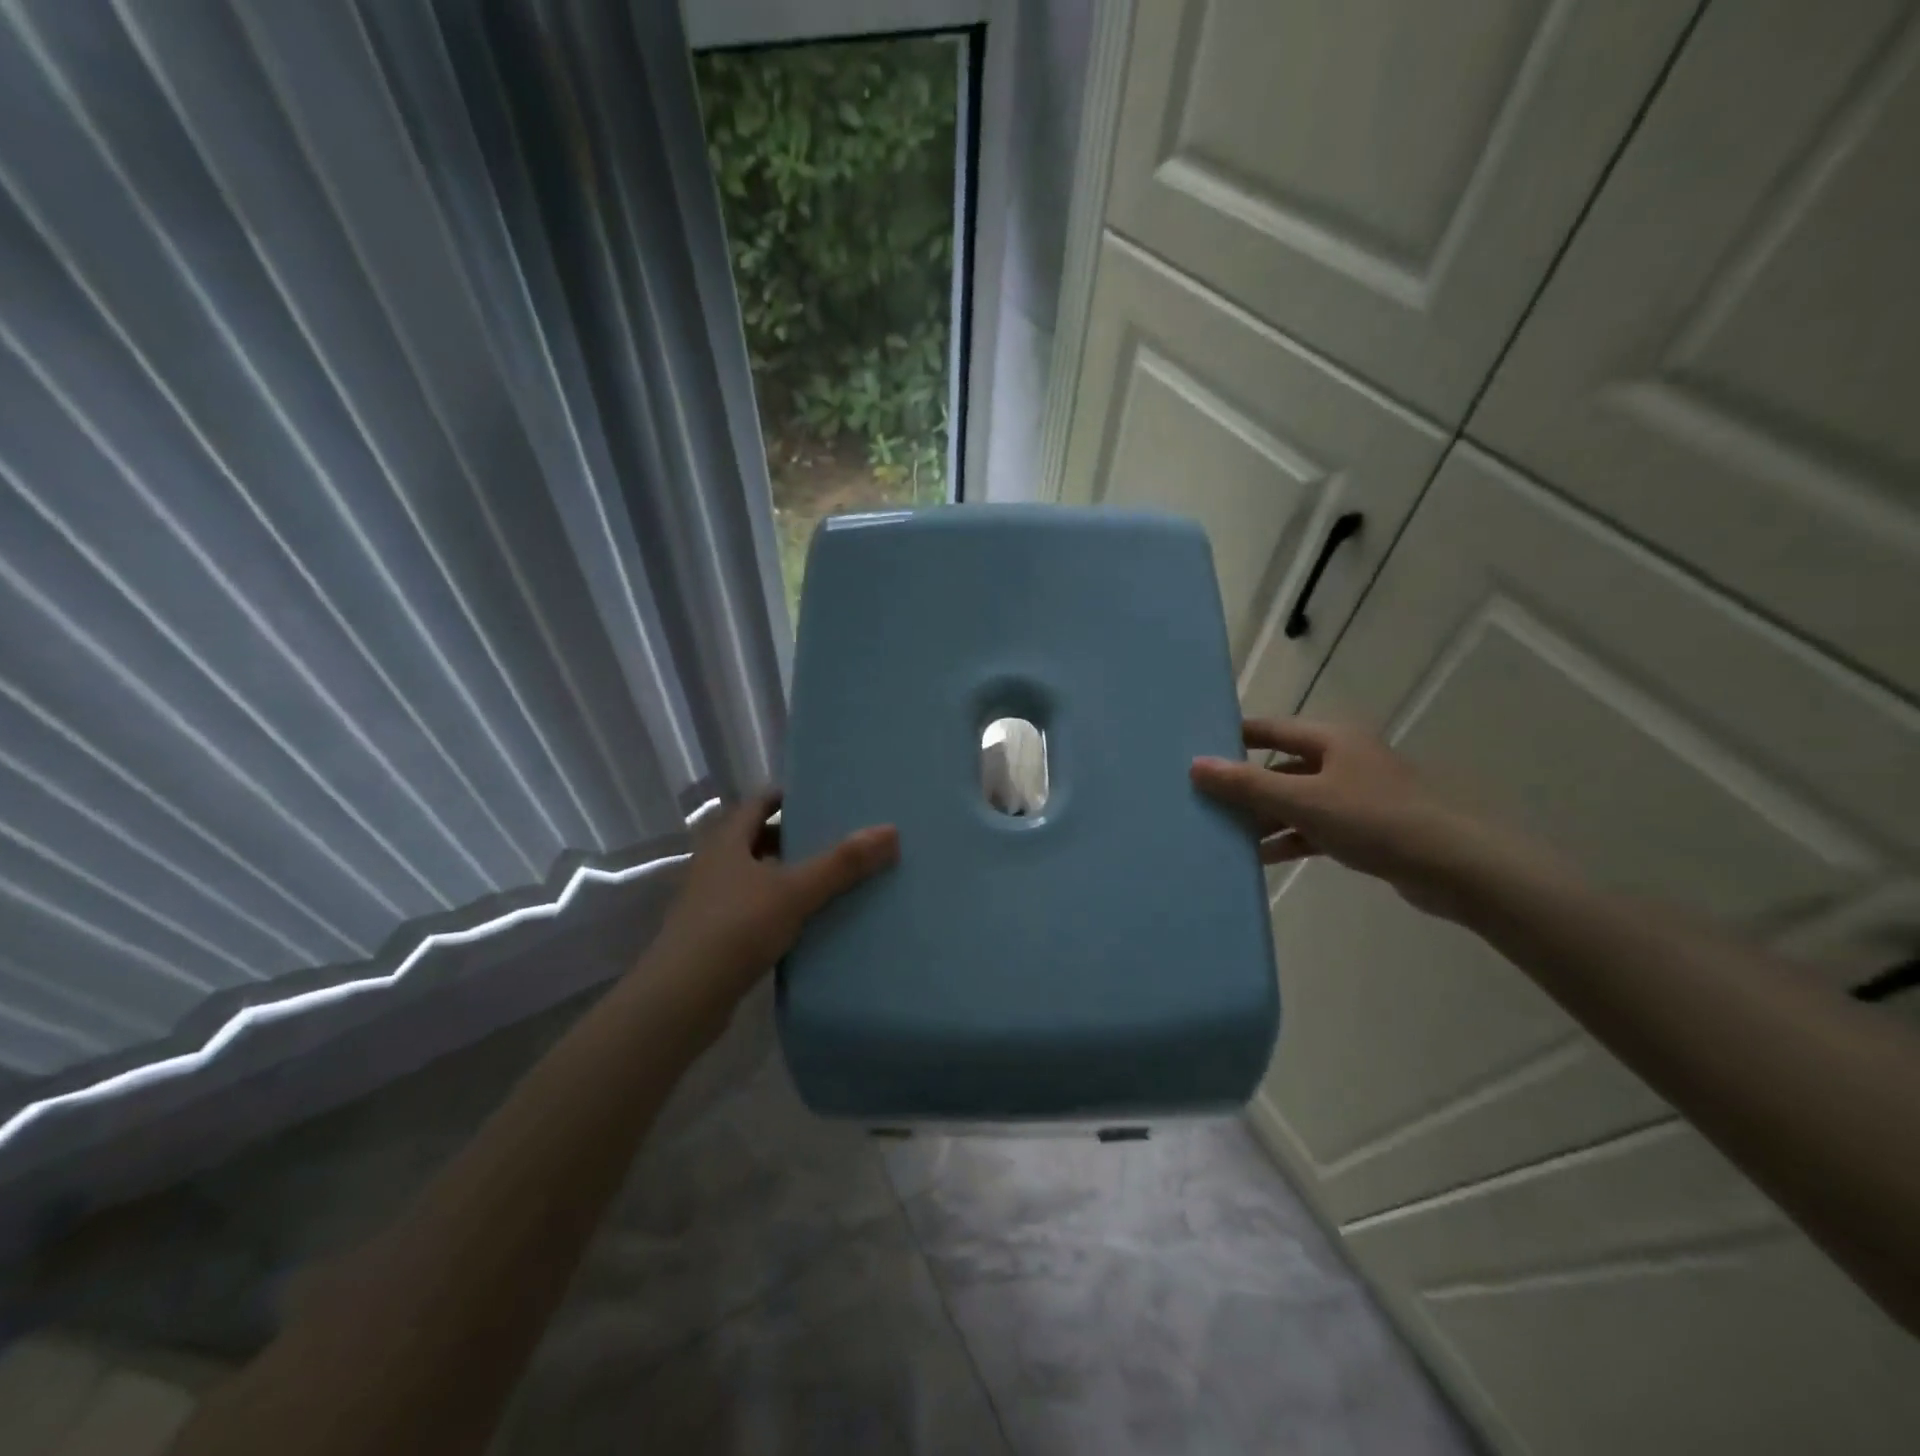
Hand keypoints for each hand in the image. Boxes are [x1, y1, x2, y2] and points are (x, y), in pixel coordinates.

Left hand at [650, 792, 897, 1011]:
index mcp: (727, 842)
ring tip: (831, 879)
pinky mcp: (716, 937)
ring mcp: (712, 903)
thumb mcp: (795, 891)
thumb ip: (842, 863)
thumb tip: (890, 830)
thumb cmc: (736, 929)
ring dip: (787, 875)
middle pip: (758, 840)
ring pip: (757, 877)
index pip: (758, 803)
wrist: (682, 999)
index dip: (788, 797)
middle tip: (836, 838)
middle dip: (794, 838)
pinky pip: (755, 910)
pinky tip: (808, 922)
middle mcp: (715, 866)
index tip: (822, 798)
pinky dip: (780, 909)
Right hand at [1191, 719, 1481, 913]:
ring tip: (1224, 835)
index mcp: (1330, 739)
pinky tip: (1261, 857)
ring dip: (1264, 818)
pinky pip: (1313, 827)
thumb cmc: (1374, 819)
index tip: (1195, 754)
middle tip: (1202, 802)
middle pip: (1279, 767)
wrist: (1453, 866)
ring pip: (1295, 800)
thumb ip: (1248, 784)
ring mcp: (1354, 794)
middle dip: (1243, 786)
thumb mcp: (1303, 800)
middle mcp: (1341, 759)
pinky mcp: (1364, 828)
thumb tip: (1196, 765)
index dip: (1232, 739)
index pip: (1269, 730)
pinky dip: (1289, 839)